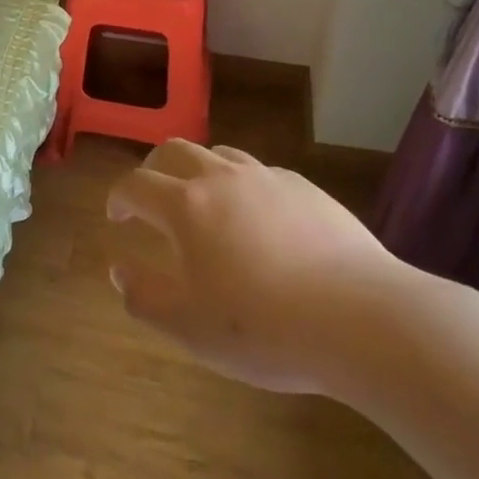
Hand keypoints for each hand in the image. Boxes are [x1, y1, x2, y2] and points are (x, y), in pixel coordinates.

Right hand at [106, 140, 418, 397]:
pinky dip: (243, 185)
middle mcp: (221, 178)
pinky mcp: (305, 188)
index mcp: (186, 206)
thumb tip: (120, 271)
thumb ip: (145, 297)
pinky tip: (258, 218)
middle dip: (153, 169)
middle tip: (151, 197)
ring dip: (198, 169)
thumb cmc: (265, 328)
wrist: (361, 319)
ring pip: (219, 154)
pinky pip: (260, 173)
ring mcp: (267, 178)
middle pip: (174, 151)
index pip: (136, 185)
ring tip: (203, 201)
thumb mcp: (190, 328)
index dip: (119, 197)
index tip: (117, 216)